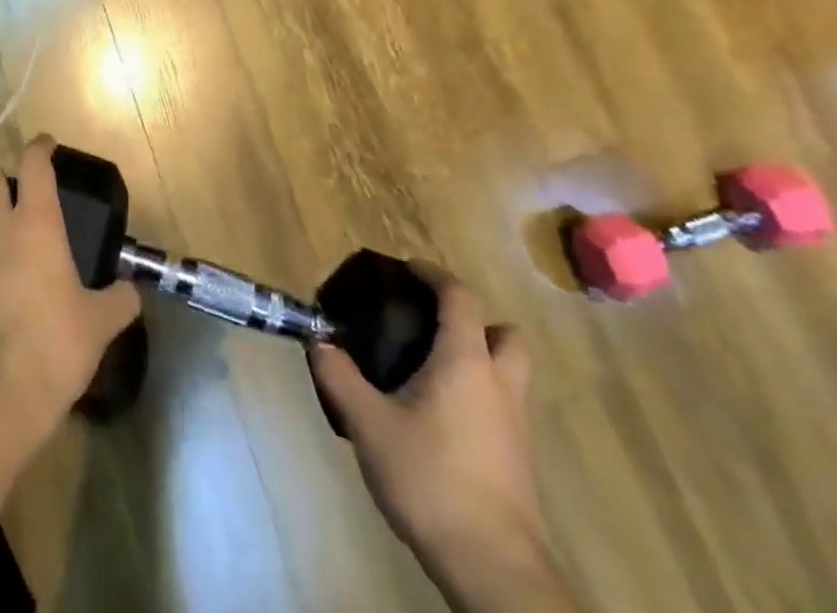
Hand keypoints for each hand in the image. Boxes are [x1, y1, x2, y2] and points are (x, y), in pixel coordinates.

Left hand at [0, 136, 141, 450]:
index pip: (33, 165)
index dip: (40, 148)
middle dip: (3, 178)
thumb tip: (131, 292)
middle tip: (22, 194)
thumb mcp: (99, 325)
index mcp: (35, 224)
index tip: (47, 144)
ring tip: (5, 244)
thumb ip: (118, 301)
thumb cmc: (52, 345)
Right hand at [309, 264, 574, 612]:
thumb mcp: (368, 423)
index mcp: (466, 362)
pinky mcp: (518, 461)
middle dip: (474, 321)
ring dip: (479, 359)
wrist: (493, 568)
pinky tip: (440, 416)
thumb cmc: (430, 478)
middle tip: (433, 326)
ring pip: (509, 373)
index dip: (434, 275)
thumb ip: (339, 376)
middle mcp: (499, 384)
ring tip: (432, 369)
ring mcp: (515, 426)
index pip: (460, 298)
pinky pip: (503, 406)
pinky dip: (479, 396)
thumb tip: (318, 341)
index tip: (407, 269)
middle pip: (504, 333)